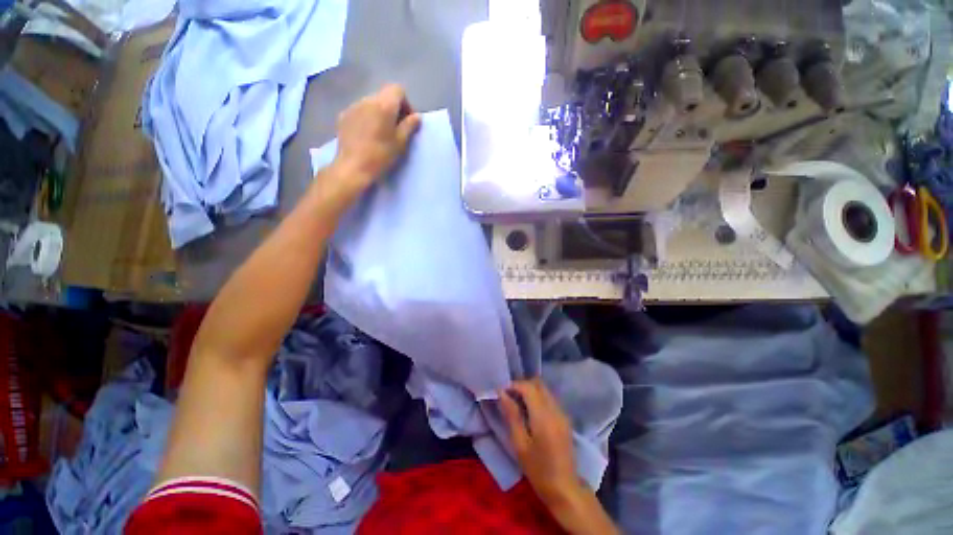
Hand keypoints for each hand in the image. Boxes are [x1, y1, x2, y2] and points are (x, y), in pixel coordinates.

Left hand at [332, 84, 421, 195]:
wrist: (353, 167)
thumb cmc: (381, 155)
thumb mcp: (400, 143)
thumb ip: (409, 126)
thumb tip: (417, 117)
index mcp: (384, 105)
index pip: (398, 89)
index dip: (406, 103)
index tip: (407, 121)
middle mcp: (367, 100)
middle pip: (384, 95)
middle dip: (393, 109)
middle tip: (397, 129)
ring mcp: (353, 107)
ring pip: (371, 103)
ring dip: (379, 113)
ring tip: (381, 133)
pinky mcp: (343, 116)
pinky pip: (359, 111)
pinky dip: (367, 118)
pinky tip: (367, 135)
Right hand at [500, 378, 581, 504]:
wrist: (565, 489)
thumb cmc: (538, 470)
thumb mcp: (520, 444)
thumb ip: (512, 415)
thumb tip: (501, 393)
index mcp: (544, 416)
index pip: (528, 387)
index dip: (513, 385)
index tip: (501, 392)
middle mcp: (555, 409)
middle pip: (538, 384)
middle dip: (522, 385)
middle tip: (509, 397)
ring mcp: (562, 413)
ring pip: (545, 390)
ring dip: (530, 391)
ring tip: (517, 404)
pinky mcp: (564, 418)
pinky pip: (549, 398)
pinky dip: (538, 398)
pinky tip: (530, 412)